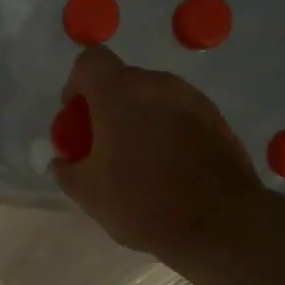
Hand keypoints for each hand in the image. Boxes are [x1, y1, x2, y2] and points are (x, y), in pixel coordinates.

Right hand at [52, 44, 261, 261]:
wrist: (221, 223)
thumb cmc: (144, 203)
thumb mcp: (89, 194)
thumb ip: (67, 170)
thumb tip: (63, 161)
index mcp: (119, 93)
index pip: (90, 61)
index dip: (76, 84)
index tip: (77, 118)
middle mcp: (157, 84)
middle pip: (123, 80)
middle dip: (107, 107)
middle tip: (103, 146)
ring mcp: (192, 99)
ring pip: (153, 97)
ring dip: (139, 118)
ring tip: (138, 160)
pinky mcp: (217, 119)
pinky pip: (180, 114)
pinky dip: (167, 130)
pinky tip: (168, 168)